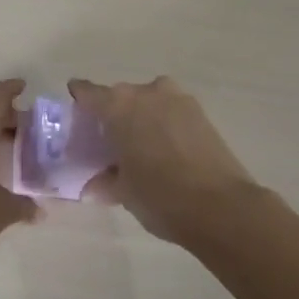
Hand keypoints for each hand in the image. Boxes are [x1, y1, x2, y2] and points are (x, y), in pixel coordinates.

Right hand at [68, 76, 257, 244]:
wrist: (222, 207)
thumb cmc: (160, 196)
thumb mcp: (123, 192)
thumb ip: (104, 182)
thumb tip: (93, 185)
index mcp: (118, 105)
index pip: (88, 92)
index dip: (79, 102)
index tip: (77, 116)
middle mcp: (146, 91)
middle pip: (120, 97)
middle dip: (113, 115)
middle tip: (109, 142)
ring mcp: (177, 99)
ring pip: (148, 102)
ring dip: (141, 118)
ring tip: (141, 147)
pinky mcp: (201, 112)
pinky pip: (171, 111)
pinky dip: (163, 124)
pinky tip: (165, 151)